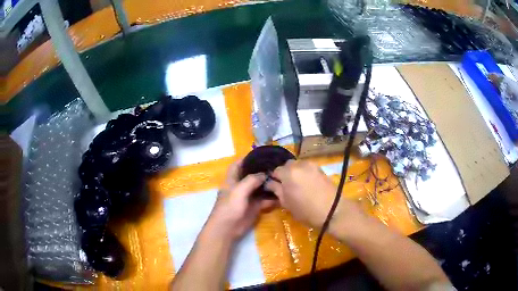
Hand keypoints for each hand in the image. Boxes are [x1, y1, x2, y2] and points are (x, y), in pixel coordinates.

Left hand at [207, 160, 276, 240]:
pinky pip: (265, 200)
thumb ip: (251, 180)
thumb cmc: (229, 207)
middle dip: (262, 171)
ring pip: (260, 188)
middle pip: (252, 175)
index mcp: (232, 179)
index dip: (246, 158)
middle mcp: (240, 186)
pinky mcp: (254, 207)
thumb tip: (264, 173)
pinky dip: (272, 198)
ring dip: (269, 184)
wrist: (227, 228)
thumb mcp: (238, 190)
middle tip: (277, 166)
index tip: (261, 154)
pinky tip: (282, 195)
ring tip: (282, 178)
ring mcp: (248, 197)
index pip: (238, 164)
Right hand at [265, 160, 364, 231]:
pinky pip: (307, 168)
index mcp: (288, 173)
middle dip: (285, 174)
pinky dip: (304, 173)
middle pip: (287, 165)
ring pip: (298, 165)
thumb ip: (276, 190)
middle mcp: (299, 165)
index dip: (274, 179)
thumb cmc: (306, 210)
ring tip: (297, 185)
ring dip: (295, 172)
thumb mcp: (286, 203)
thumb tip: (269, 183)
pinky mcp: (320, 168)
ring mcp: (311, 165)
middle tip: (286, 187)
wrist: (332, 210)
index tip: (275, 188)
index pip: (275, 171)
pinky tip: (307, 184)